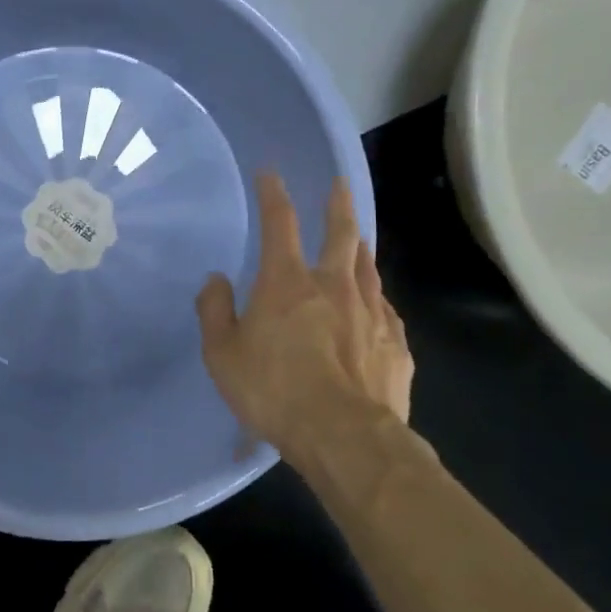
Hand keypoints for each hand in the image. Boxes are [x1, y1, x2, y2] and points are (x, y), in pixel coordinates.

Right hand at [196, 171, 411, 456]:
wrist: (346, 438)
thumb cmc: (274, 391)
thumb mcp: (222, 354)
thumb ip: (214, 311)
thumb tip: (216, 280)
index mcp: (287, 282)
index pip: (278, 223)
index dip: (273, 194)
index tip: (270, 173)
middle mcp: (334, 286)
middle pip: (341, 232)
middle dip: (338, 204)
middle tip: (338, 184)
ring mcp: (371, 314)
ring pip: (368, 268)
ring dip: (360, 248)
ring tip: (359, 239)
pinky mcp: (396, 345)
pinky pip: (386, 310)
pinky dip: (376, 299)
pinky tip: (376, 306)